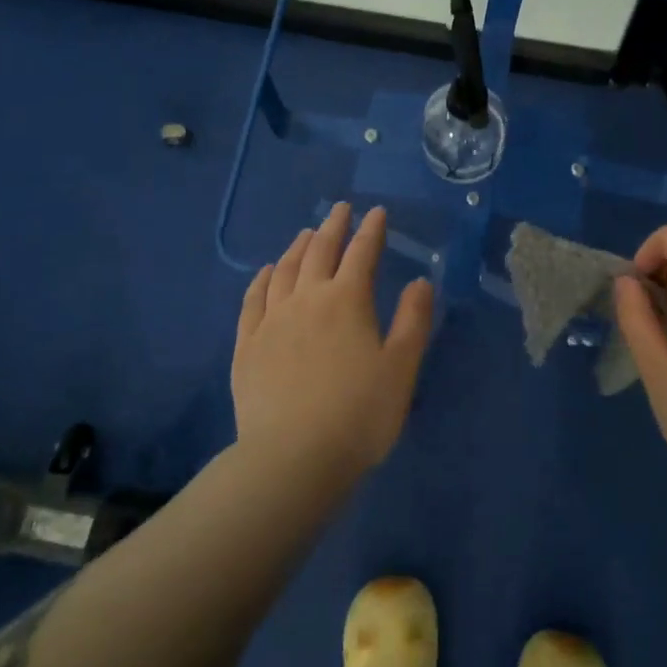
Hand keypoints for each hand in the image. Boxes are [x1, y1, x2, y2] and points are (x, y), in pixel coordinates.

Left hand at [232, 203, 434, 484]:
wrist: (293, 457)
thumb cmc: (359, 414)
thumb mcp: (401, 368)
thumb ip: (412, 320)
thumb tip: (420, 281)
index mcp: (347, 301)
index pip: (362, 253)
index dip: (372, 231)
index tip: (377, 213)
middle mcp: (307, 299)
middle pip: (320, 252)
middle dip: (334, 227)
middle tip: (341, 209)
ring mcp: (272, 320)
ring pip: (285, 270)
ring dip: (298, 247)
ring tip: (307, 234)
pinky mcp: (247, 345)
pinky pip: (253, 300)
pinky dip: (262, 279)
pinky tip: (266, 272)